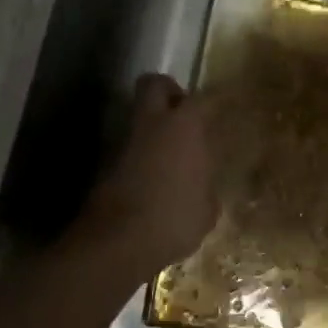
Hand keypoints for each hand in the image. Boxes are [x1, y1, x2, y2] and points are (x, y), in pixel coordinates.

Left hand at [76, 73, 217, 283]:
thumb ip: (206, 186)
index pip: (203, 99)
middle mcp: (152, 123)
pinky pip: (127, 146)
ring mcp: (124, 140)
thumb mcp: (207, 209)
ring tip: (168, 153)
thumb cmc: (174, 219)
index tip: (223, 108)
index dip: (214, 102)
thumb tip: (202, 185)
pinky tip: (151, 179)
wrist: (117, 243)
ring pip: (137, 115)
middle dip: (169, 92)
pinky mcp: (104, 163)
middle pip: (155, 84)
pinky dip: (138, 154)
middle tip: (183, 114)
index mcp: (184, 126)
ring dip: (151, 126)